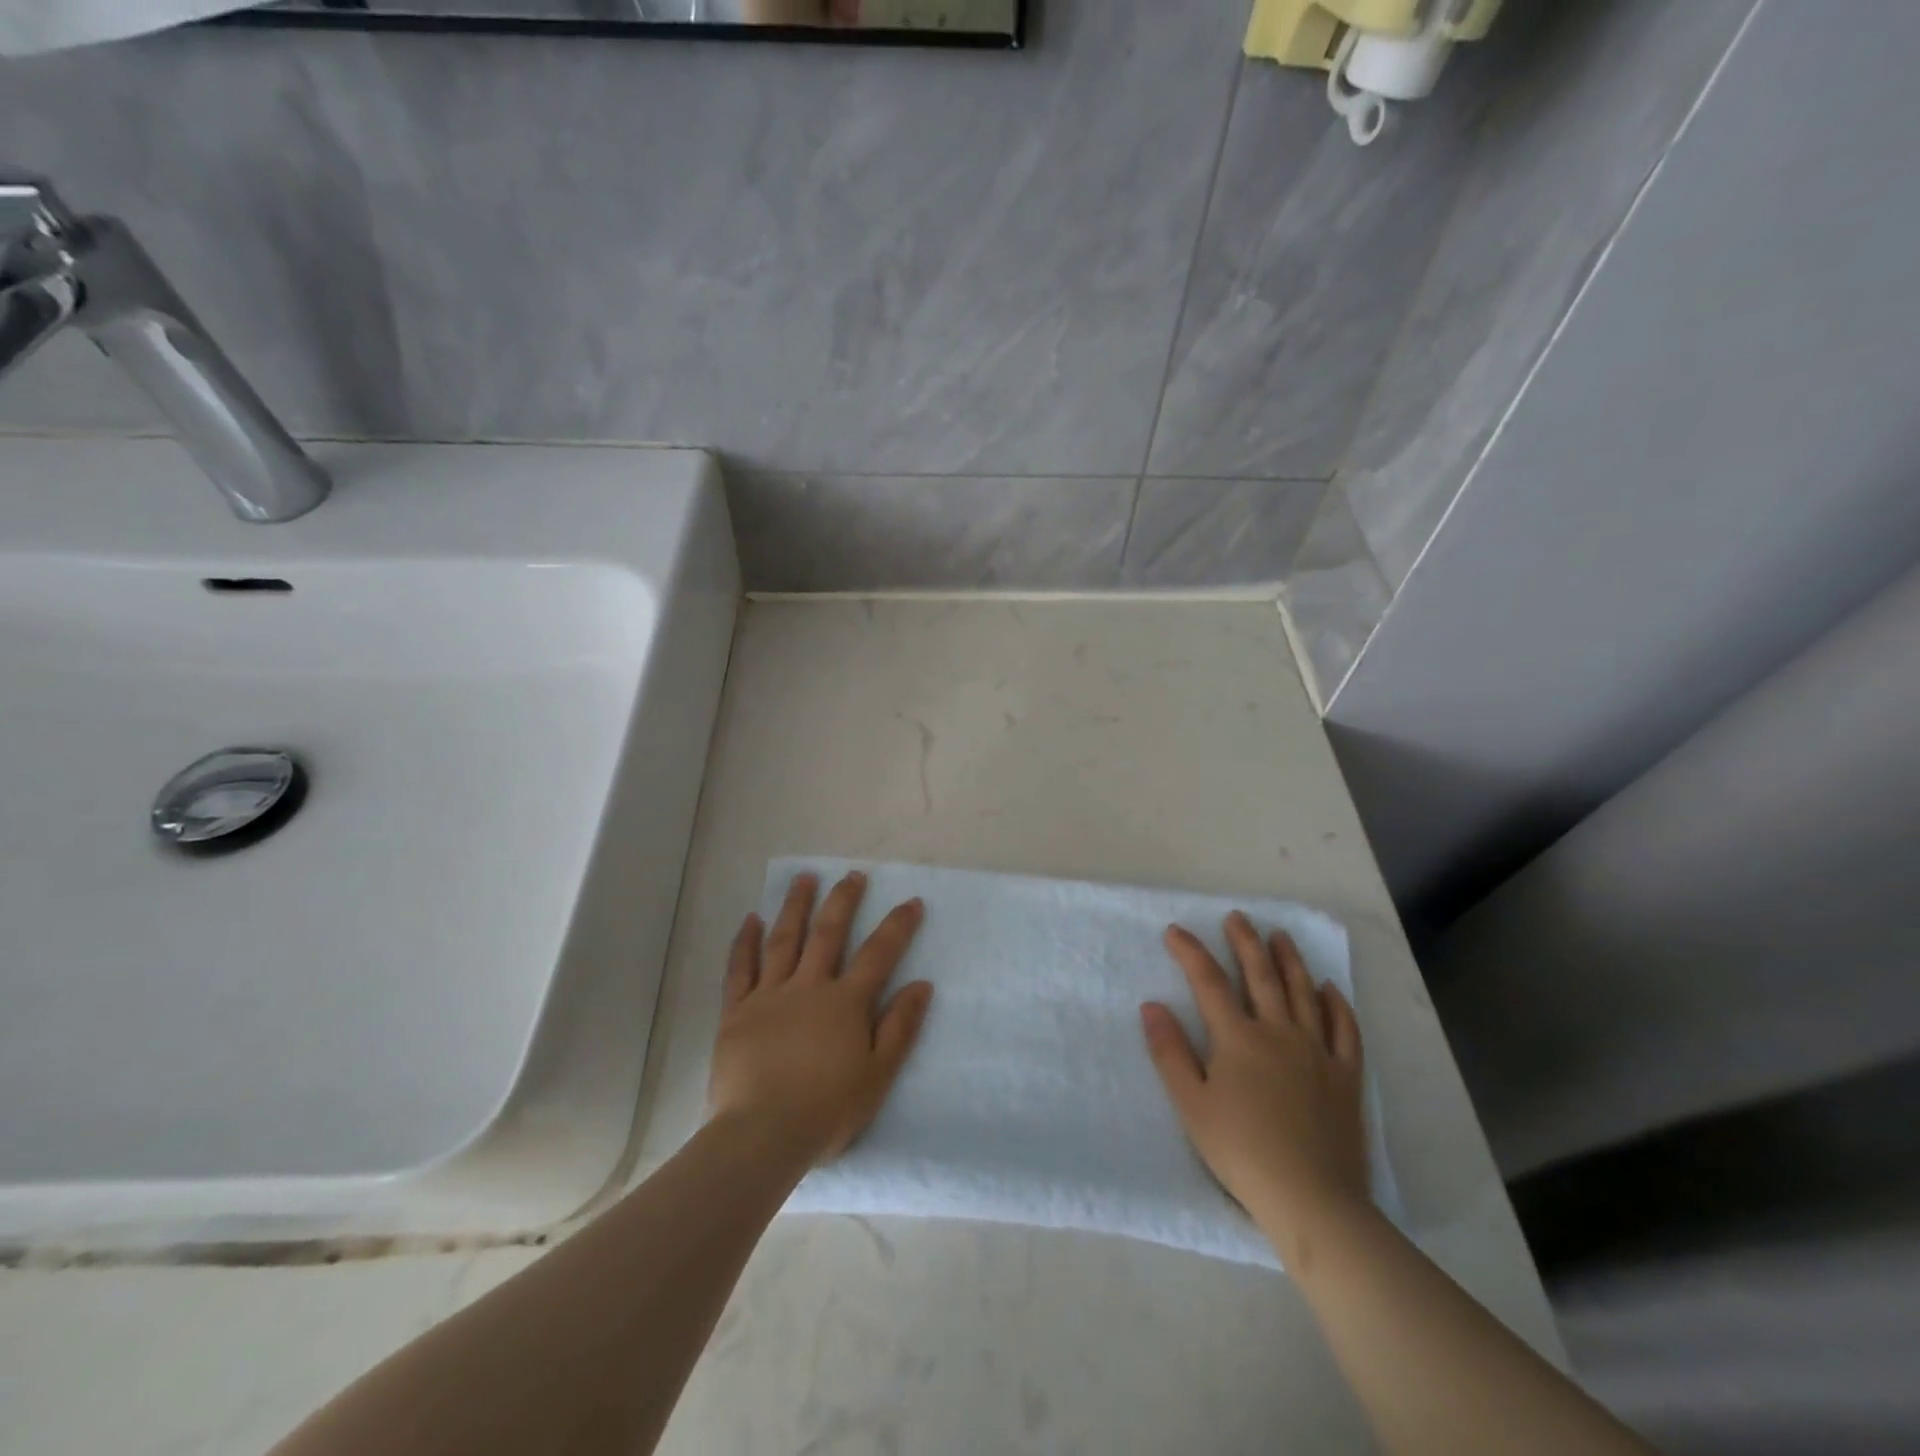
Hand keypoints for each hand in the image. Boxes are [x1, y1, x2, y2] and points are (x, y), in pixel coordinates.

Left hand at [709, 871, 933, 1165]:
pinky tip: (751, 919)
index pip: (878, 954)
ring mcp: (769, 995)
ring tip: (804, 878)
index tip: (911, 902)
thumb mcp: (878, 1075)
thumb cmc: (826, 1110)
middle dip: (843, 901)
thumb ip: (900, 1027)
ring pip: (784, 940)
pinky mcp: (737, 1011)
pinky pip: (741, 968)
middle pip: (828, 933)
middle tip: (852, 875)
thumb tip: (921, 984)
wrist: (761, 1135)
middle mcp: (808, 986)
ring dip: (795, 906)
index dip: (897, 925)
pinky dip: (745, 941)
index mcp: (845, 1002)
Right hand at [1141, 913, 1369, 1255]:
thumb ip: (1170, 1052)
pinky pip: (1344, 1030)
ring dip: (1290, 960)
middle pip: (1260, 975)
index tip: (1175, 931)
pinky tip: (1330, 989)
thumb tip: (1151, 1006)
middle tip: (1237, 917)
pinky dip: (1336, 1005)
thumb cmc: (1242, 1152)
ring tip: (1280, 936)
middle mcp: (1278, 1032)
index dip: (1190, 952)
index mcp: (1238, 1038)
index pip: (1208, 981)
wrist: (1312, 1199)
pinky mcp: (1345, 1076)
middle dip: (1245, 942)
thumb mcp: (1191, 1105)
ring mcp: (1317, 1052)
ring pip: (1303, 993)